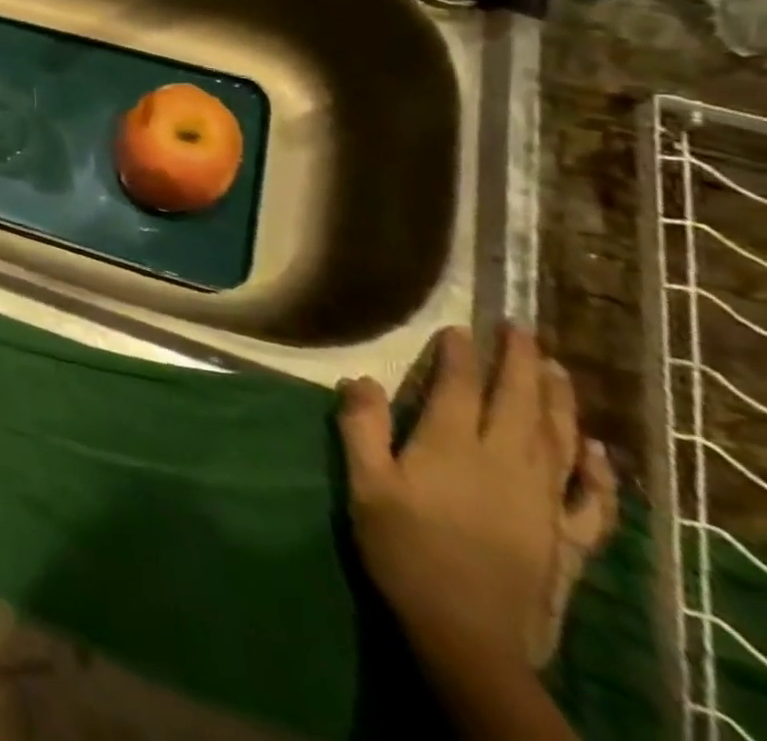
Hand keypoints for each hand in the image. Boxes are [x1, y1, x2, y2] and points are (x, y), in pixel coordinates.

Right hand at [338, 326, 617, 671]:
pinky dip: (598, 472)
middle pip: (518, 404)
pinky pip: (591, 499)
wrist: (467, 632)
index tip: (459, 328)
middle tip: (522, 329)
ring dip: (559, 401)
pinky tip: (597, 451)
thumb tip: (361, 379)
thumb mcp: (366, 484)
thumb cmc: (404, 548)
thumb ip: (362, 428)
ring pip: (558, 439)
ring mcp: (542, 501)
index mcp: (452, 447)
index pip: (459, 389)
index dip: (460, 356)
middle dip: (520, 364)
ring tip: (557, 369)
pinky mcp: (566, 537)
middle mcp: (505, 464)